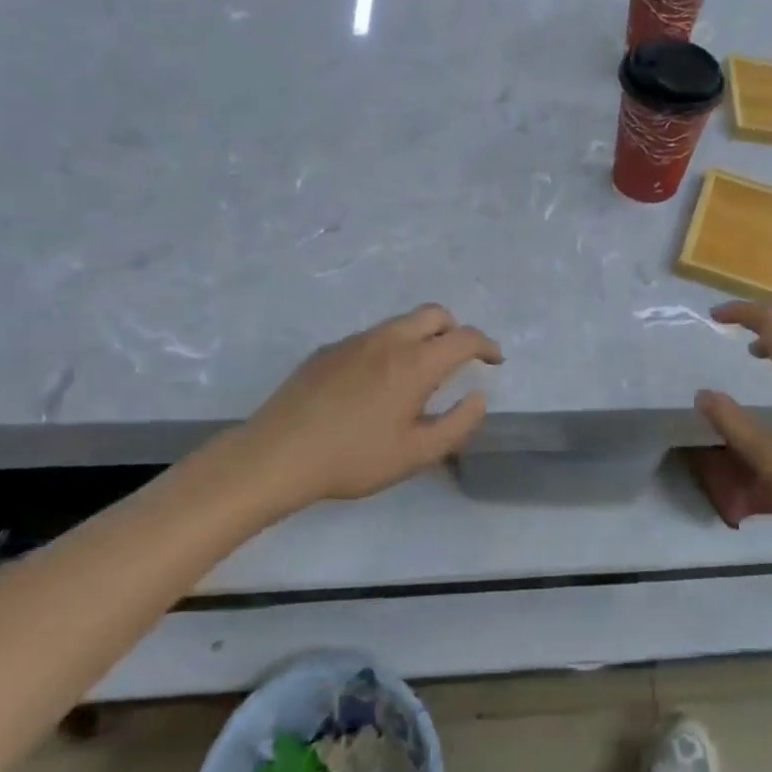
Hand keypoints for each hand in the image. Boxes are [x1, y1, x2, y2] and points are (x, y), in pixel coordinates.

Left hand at [237, 304, 501, 504]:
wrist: (277, 455)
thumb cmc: (354, 458)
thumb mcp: (416, 454)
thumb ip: (457, 424)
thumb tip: (479, 397)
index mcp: (415, 362)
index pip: (463, 337)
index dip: (486, 345)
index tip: (494, 360)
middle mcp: (388, 340)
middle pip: (434, 314)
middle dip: (455, 329)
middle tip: (458, 359)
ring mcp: (355, 341)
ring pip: (400, 322)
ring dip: (421, 337)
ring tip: (417, 375)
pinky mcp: (328, 350)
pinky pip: (371, 337)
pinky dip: (389, 348)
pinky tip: (374, 385)